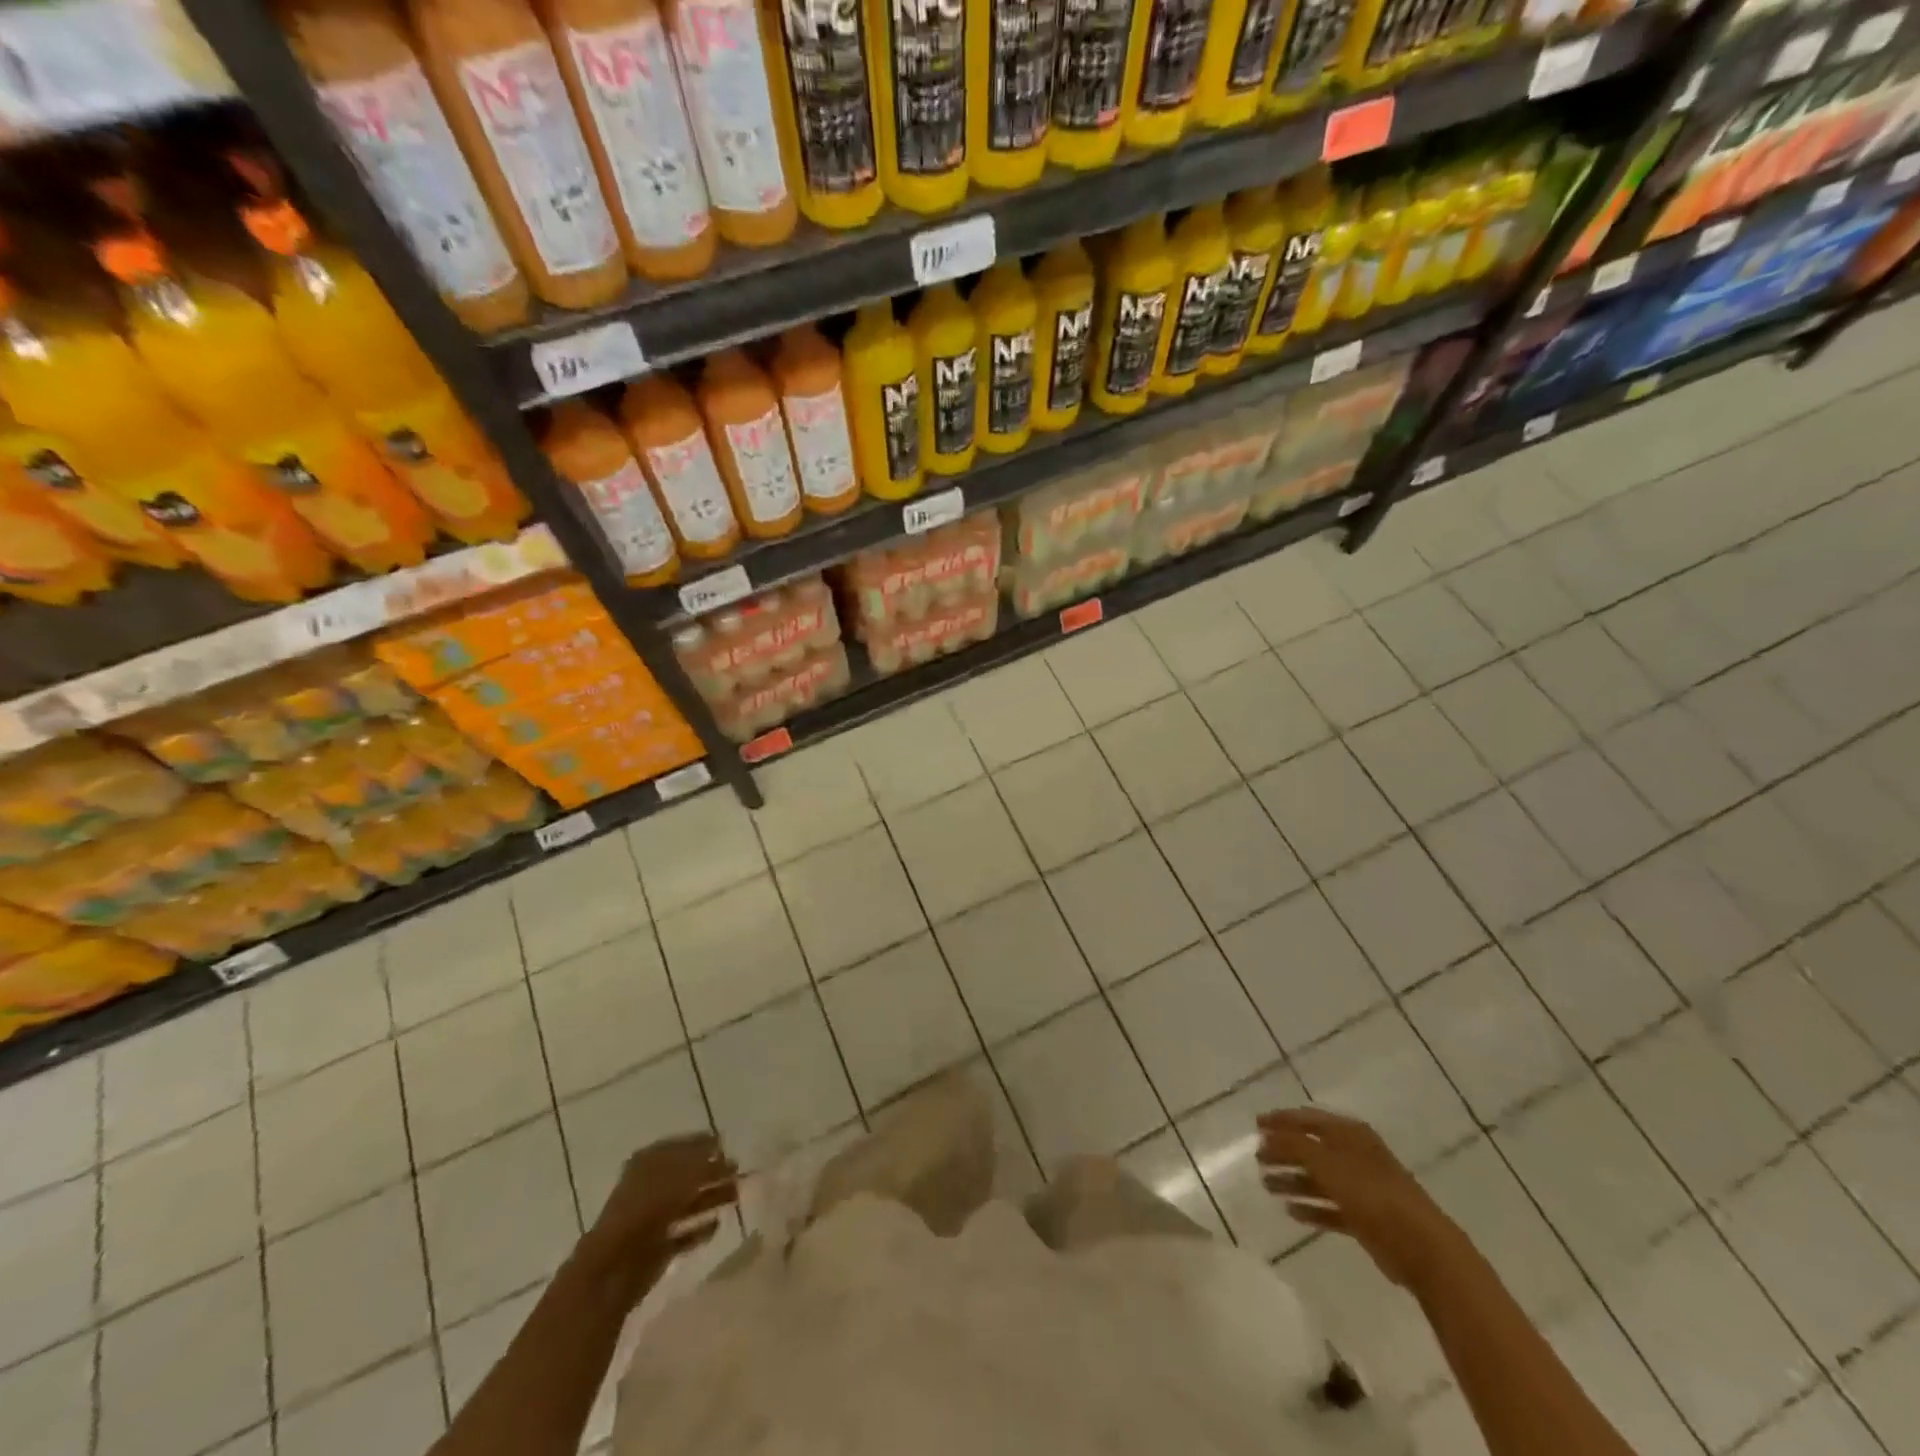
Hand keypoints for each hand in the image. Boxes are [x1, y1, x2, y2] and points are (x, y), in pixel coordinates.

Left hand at [588, 1132, 738, 1286]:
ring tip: (737, 1195)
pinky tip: (718, 1225)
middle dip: (713, 1173)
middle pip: (687, 1175)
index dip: (704, 1144)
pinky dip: (700, 1229)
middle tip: (738, 1171)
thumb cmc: (649, 1207)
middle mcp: (650, 1186)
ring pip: (688, 1203)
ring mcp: (652, 1218)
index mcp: (650, 1162)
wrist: (616, 1266)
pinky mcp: (657, 1248)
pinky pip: (684, 1233)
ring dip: (712, 1198)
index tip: (727, 1145)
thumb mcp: (682, 1176)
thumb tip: (723, 1155)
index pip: (681, 1146)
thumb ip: (706, 1164)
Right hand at [1256, 1107, 1458, 1288]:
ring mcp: (1361, 1188)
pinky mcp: (1365, 1219)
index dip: (1281, 1120)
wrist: (1422, 1247)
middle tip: (1257, 1158)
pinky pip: (1330, 1208)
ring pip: (1318, 1179)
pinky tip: (1290, 1211)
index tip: (1255, 1125)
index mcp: (1350, 1134)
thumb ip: (1293, 1146)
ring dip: (1292, 1180)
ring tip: (1266, 1185)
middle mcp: (1355, 1155)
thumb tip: (1267, 1136)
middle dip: (1284, 1152)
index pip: (1308, 1119)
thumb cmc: (1372, 1194)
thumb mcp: (1326, 1162)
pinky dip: (1310, 1207)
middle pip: (1311, 1149)